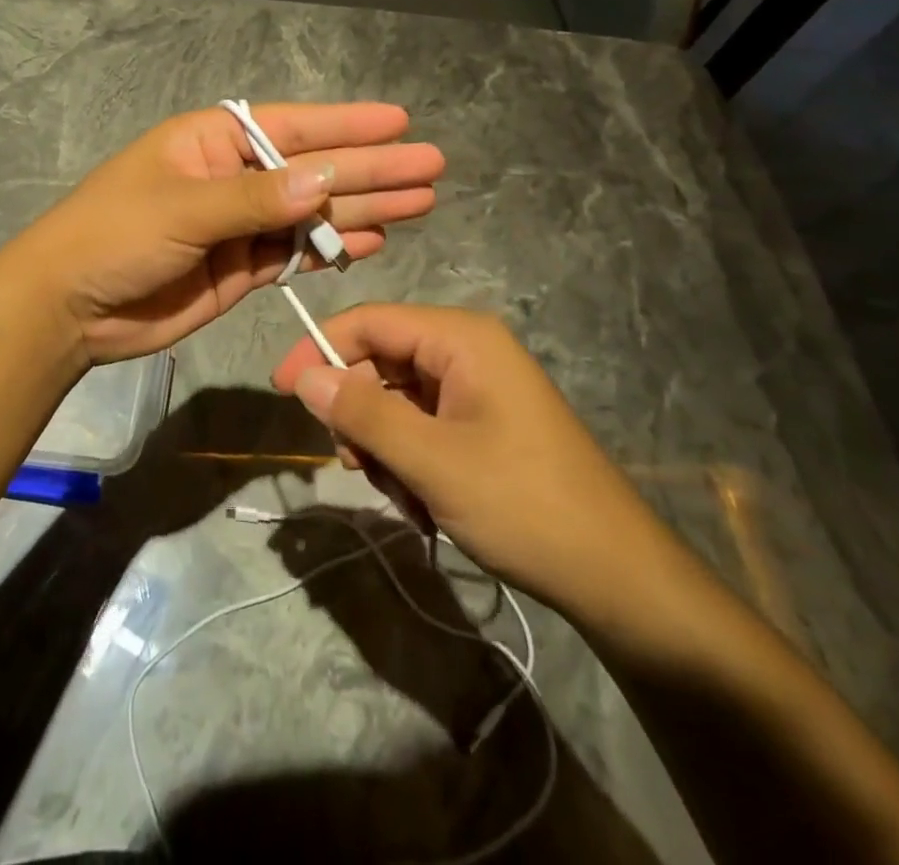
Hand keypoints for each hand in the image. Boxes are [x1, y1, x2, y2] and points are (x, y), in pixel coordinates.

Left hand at [4, 104, 443, 364]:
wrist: (70, 308)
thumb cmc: (115, 235)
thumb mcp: (183, 208)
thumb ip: (255, 199)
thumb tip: (325, 179)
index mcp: (214, 142)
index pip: (293, 128)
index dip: (348, 126)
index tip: (400, 123)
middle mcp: (234, 177)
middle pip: (314, 170)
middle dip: (371, 169)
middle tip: (431, 167)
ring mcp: (240, 225)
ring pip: (313, 213)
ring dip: (363, 209)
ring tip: (421, 203)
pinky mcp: (242, 268)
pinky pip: (296, 252)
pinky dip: (331, 248)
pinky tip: (372, 242)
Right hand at [271, 304, 677, 622]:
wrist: (618, 578)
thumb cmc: (524, 506)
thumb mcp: (432, 460)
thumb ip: (363, 412)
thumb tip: (303, 376)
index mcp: (460, 338)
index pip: (369, 321)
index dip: (319, 349)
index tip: (281, 390)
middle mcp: (467, 351)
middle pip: (380, 361)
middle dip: (359, 413)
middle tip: (352, 466)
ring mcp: (476, 389)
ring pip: (396, 399)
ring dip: (382, 446)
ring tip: (401, 496)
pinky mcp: (481, 424)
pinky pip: (420, 425)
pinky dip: (407, 460)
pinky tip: (421, 503)